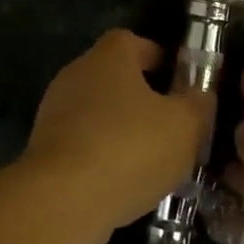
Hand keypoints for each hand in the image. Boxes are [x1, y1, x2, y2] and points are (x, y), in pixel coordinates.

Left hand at [18, 30, 209, 242]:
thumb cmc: (129, 147)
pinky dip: (103, 157)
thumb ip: (198, 105)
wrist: (62, 201)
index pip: (134, 42)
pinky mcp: (44, 150)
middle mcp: (76, 75)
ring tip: (152, 160)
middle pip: (114, 78)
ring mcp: (55, 113)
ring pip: (98, 114)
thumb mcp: (185, 126)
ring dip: (122, 131)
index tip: (178, 82)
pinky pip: (83, 144)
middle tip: (171, 124)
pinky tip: (123, 183)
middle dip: (142, 98)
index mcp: (109, 57)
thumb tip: (199, 96)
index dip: (158, 58)